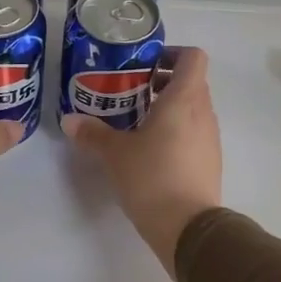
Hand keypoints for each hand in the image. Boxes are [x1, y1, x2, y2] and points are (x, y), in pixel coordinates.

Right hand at [62, 46, 221, 269]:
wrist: (188, 228)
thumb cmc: (152, 177)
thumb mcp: (115, 153)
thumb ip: (92, 133)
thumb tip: (69, 120)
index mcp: (184, 99)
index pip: (193, 57)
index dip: (172, 54)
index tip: (145, 65)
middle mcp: (203, 113)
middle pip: (191, 82)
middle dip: (163, 82)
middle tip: (131, 93)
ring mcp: (211, 138)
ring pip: (193, 109)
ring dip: (169, 108)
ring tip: (137, 122)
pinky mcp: (210, 161)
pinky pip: (194, 133)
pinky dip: (176, 132)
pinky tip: (150, 151)